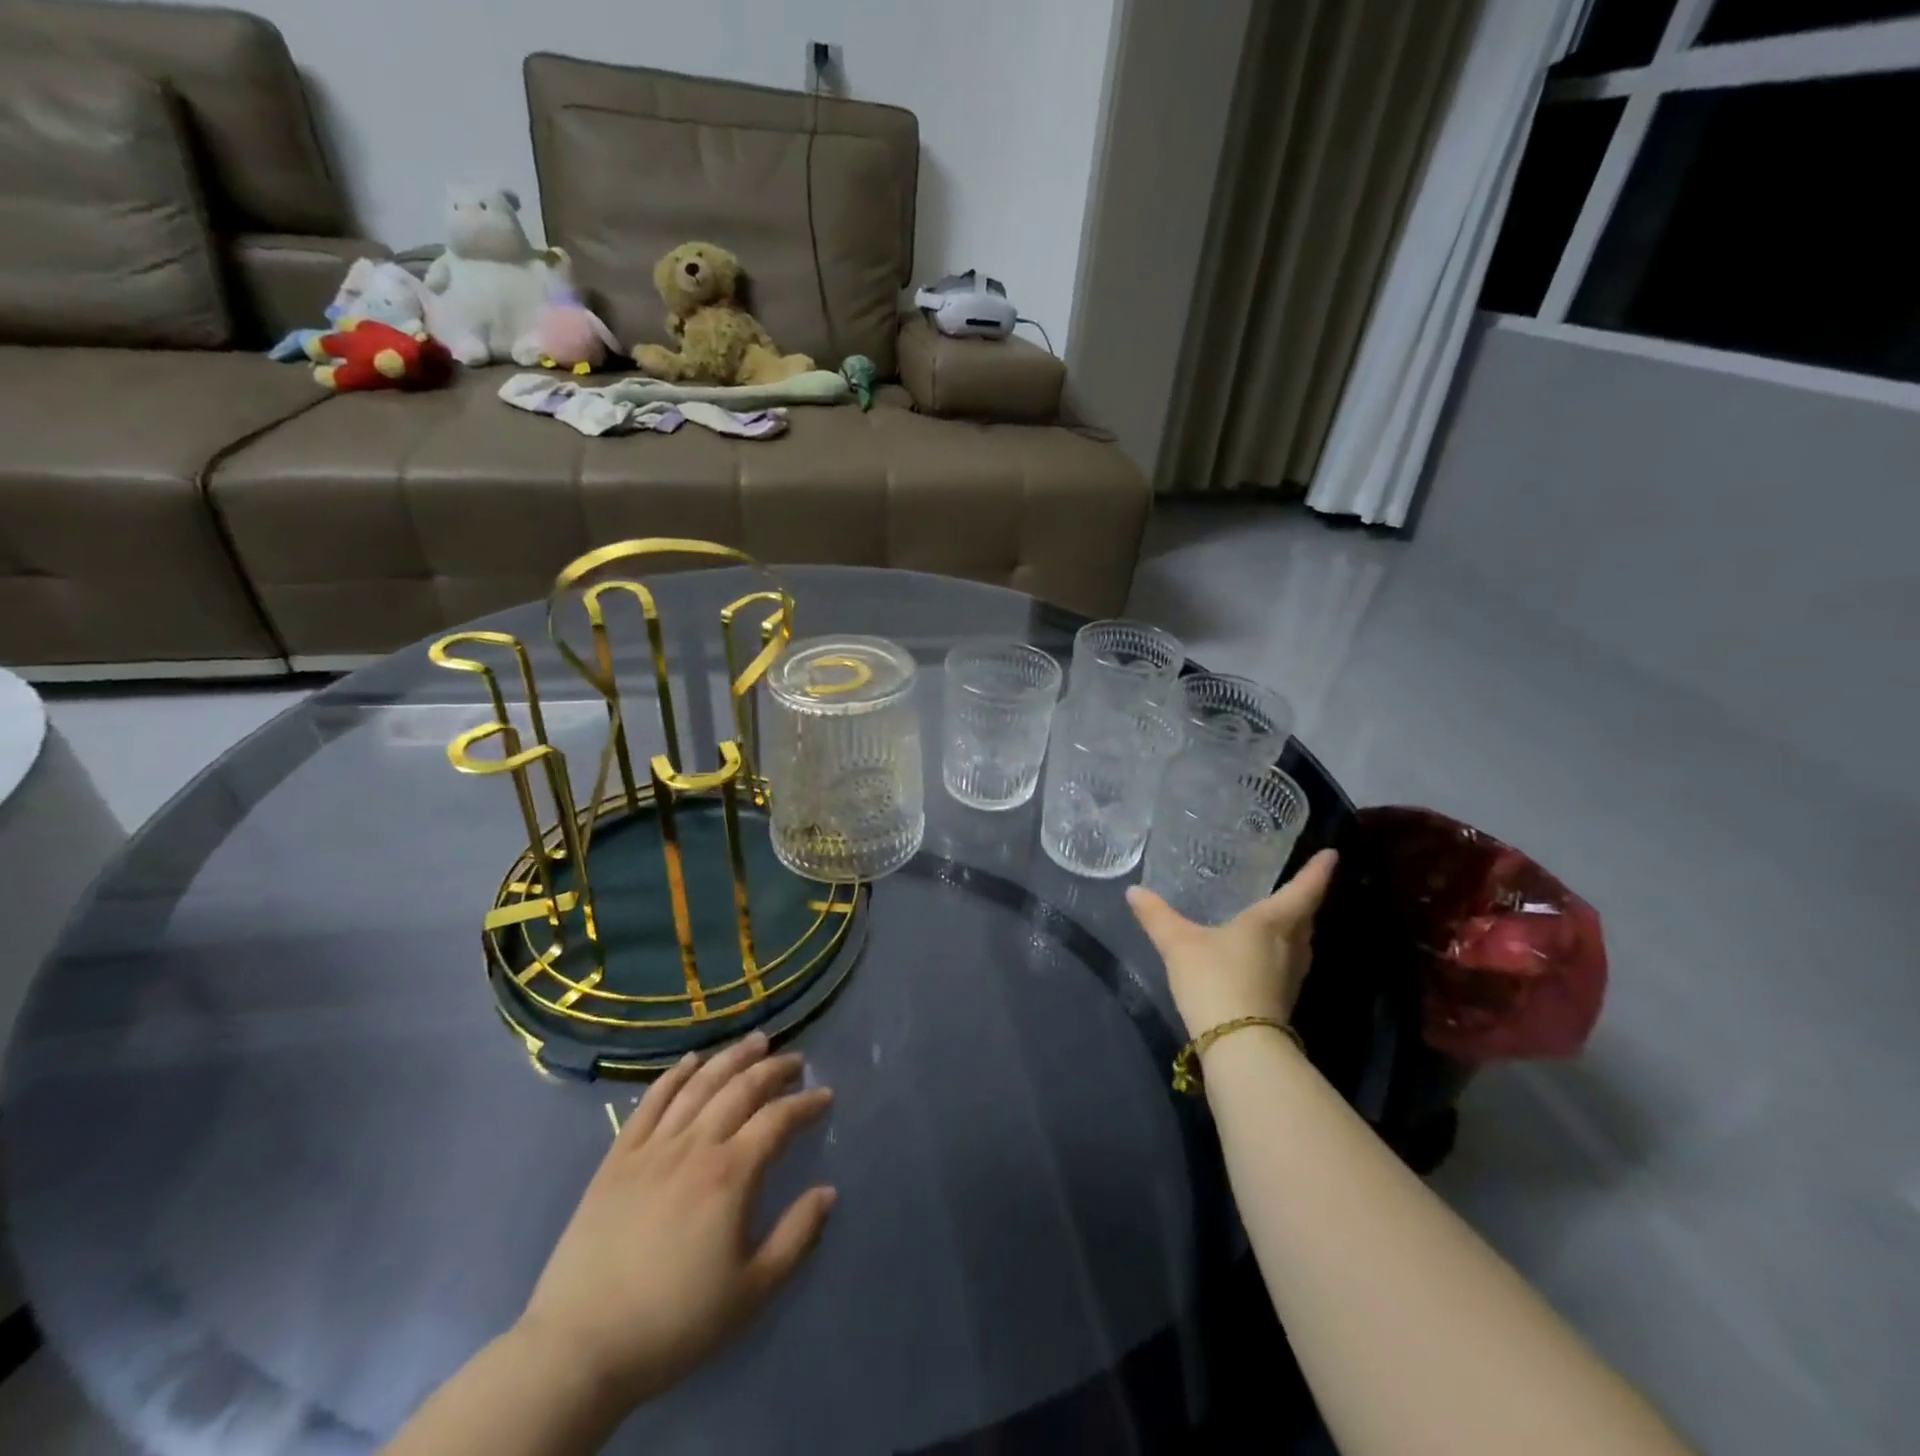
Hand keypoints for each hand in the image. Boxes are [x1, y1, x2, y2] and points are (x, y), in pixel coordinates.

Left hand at [515, 1033, 834, 1409]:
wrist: (580, 1347)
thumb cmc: (674, 1323)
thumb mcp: (751, 1292)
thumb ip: (796, 1236)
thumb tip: (828, 1192)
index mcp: (731, 1174)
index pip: (777, 1120)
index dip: (805, 1104)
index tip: (825, 1096)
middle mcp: (695, 1145)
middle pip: (741, 1089)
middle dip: (773, 1069)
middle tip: (795, 1060)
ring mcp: (653, 1147)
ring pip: (699, 1084)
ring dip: (731, 1058)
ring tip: (755, 1041)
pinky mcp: (618, 1157)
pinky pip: (651, 1102)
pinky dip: (675, 1075)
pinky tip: (691, 1060)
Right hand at [1127, 849, 1338, 1037]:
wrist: (1239, 1046)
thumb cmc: (1216, 981)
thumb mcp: (1178, 944)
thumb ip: (1157, 916)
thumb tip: (1134, 891)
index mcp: (1272, 922)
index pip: (1304, 890)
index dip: (1318, 871)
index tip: (1332, 854)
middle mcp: (1290, 946)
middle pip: (1305, 918)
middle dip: (1304, 900)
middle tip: (1296, 883)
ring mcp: (1290, 976)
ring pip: (1299, 943)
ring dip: (1294, 928)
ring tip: (1278, 916)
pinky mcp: (1282, 1000)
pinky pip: (1287, 964)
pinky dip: (1280, 952)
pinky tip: (1260, 955)